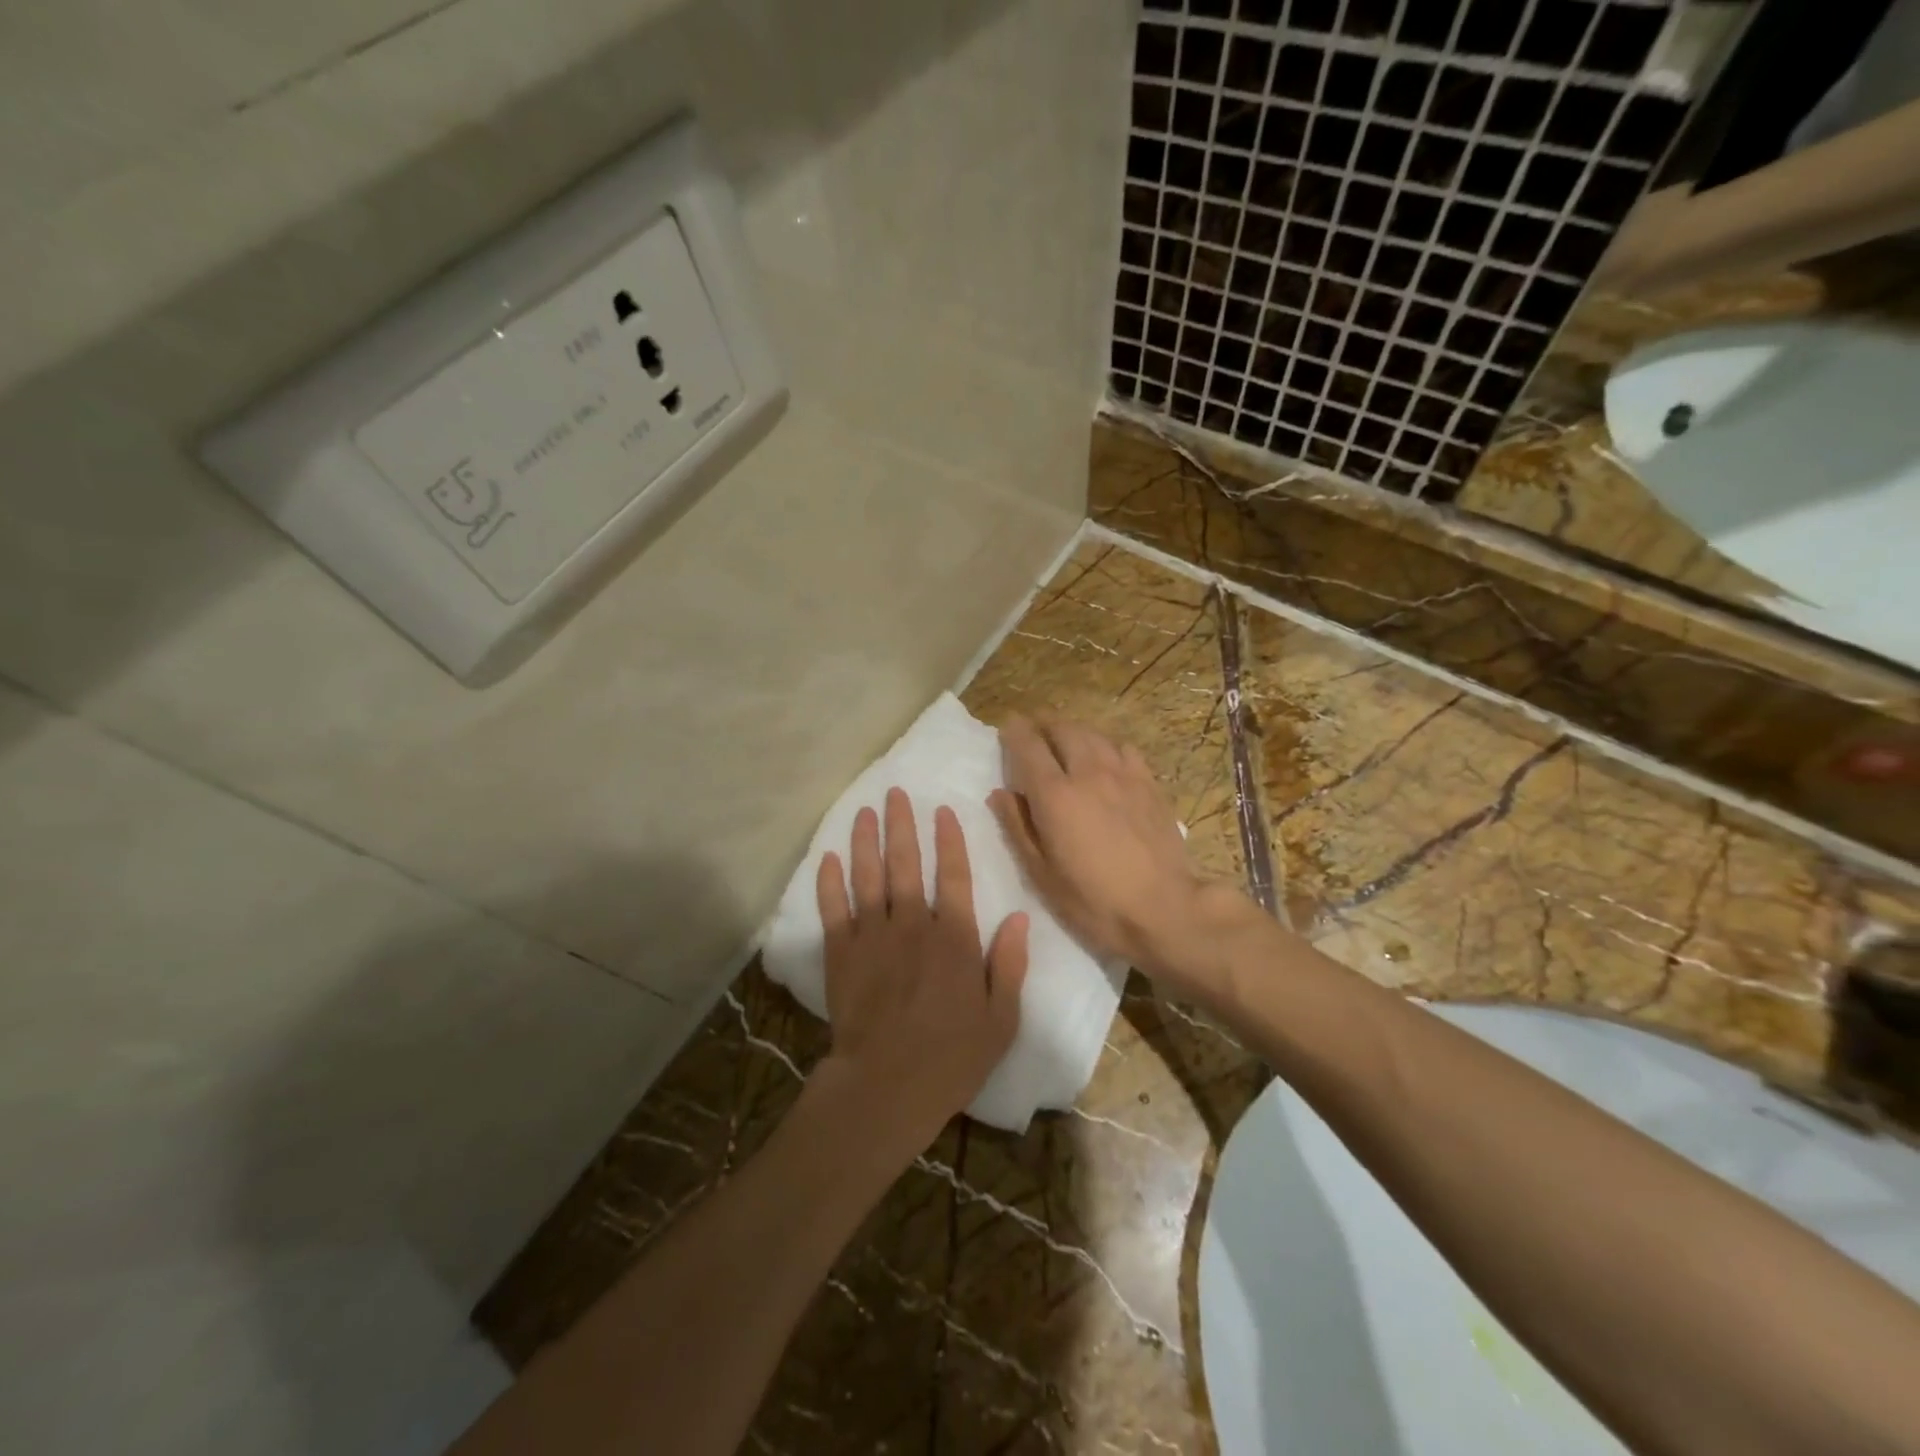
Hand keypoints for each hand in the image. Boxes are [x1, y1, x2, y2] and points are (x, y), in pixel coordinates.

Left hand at [813, 787, 1027, 1153]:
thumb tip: (1019, 918)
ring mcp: (872, 937)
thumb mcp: (1001, 1019)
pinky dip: (828, 882)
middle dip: (902, 825)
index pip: (954, 876)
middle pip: (906, 864)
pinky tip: (827, 858)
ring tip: (864, 811)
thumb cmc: (951, 1058)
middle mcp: (913, 925)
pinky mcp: (841, 954)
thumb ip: (1009, 965)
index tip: (942, 811)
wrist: (886, 1087)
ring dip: (865, 841)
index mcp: (954, 938)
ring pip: (868, 877)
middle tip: (894, 793)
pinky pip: (832, 909)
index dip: (949, 841)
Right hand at [989, 717, 1228, 993]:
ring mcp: (1123, 774)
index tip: (1007, 729)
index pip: (1027, 745)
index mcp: (1054, 794)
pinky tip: (1106, 762)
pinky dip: (1106, 746)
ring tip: (1065, 743)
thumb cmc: (1093, 900)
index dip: (1013, 731)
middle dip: (1043, 726)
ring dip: (1073, 732)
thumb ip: (1017, 827)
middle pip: (1061, 729)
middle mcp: (1087, 772)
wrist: (1163, 908)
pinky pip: (1123, 748)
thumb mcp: (1041, 873)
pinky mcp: (1149, 783)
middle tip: (1034, 735)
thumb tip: (1000, 794)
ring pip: (1093, 734)